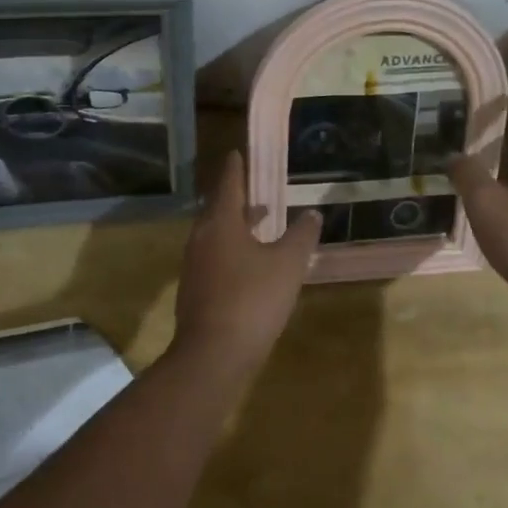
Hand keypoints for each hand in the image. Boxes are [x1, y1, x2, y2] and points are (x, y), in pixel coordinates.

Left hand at [174, 149, 320, 374]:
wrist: (213, 355)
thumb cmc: (252, 299)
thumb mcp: (287, 264)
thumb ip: (301, 236)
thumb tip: (313, 214)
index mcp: (221, 223)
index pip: (228, 183)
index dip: (236, 167)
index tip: (238, 152)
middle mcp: (202, 237)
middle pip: (218, 208)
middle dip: (237, 196)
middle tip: (257, 186)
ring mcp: (194, 265)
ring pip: (216, 233)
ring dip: (237, 223)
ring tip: (261, 221)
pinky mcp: (195, 289)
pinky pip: (215, 255)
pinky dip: (232, 247)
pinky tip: (251, 262)